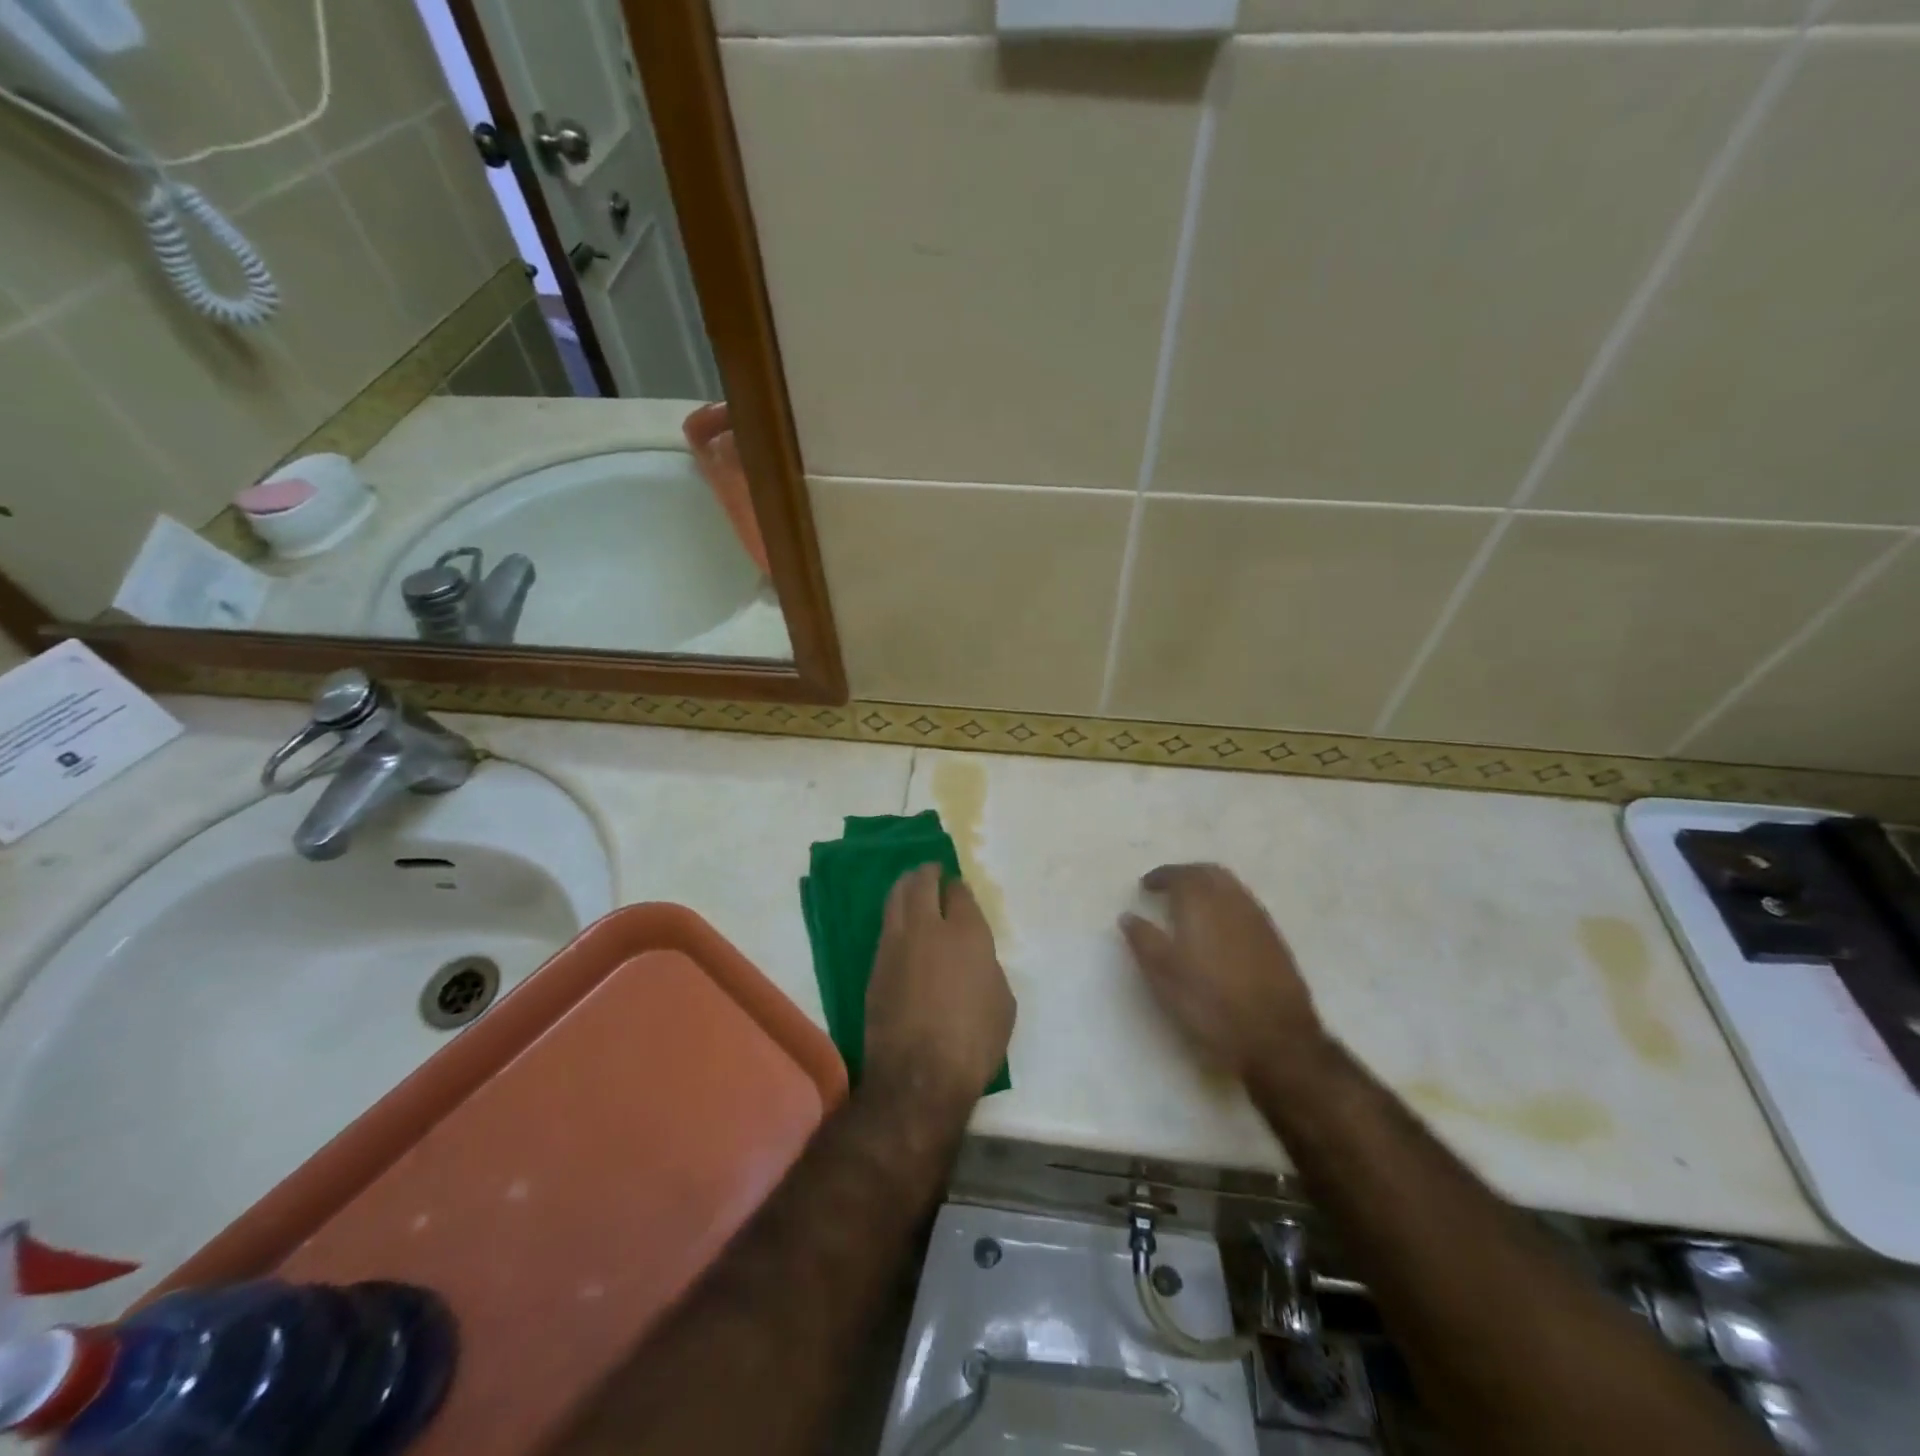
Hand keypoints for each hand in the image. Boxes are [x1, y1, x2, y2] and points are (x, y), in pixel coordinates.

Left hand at [865, 865, 1015, 1109]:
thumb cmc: (974, 1042)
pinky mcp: (876, 966)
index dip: (959, 887)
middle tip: (931, 871)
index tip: (958, 888)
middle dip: (928, 873)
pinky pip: (886, 928)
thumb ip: (987, 967)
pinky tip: (900, 924)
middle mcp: (928, 928)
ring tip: (911, 885)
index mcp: (967, 933)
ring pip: (896, 899)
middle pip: (922, 883)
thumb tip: (973, 958)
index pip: (959, 893)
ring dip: (905, 887)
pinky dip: (894, 917)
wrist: (919, 1075)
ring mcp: (896, 945)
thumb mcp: (1002, 1002)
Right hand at [1120, 863, 1328, 1083]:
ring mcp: (1258, 920)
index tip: (1146, 886)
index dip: (1161, 876)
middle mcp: (1232, 902)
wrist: (1275, 1039)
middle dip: (1187, 875)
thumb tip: (1128, 916)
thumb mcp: (1163, 975)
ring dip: (1209, 888)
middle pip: (1210, 872)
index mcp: (1201, 904)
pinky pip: (1246, 906)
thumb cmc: (1209, 1003)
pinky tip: (1220, 929)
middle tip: (1169, 888)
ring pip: (1231, 888)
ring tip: (1192, 907)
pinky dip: (1227, 905)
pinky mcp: (1275, 941)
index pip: (1180, 874)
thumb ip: (1144, 940)